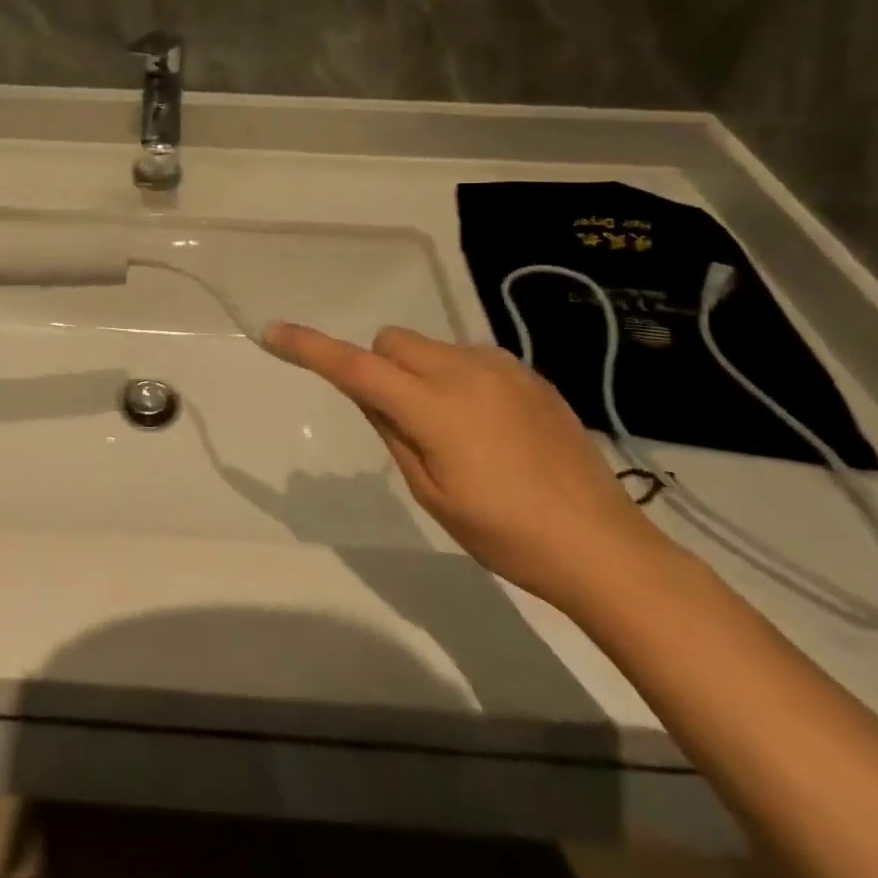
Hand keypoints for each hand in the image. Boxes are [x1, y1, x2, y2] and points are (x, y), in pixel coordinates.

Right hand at [264, 323, 676, 611]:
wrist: (603, 546)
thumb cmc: (505, 534)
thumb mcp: (431, 493)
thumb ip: (391, 431)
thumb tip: (366, 390)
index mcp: (434, 407)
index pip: (355, 368)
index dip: (311, 348)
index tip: (274, 332)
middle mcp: (464, 371)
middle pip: (393, 343)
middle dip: (379, 368)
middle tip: (399, 420)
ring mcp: (502, 368)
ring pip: (430, 347)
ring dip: (419, 372)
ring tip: (452, 429)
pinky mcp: (529, 374)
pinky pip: (469, 357)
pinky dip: (456, 377)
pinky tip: (489, 427)